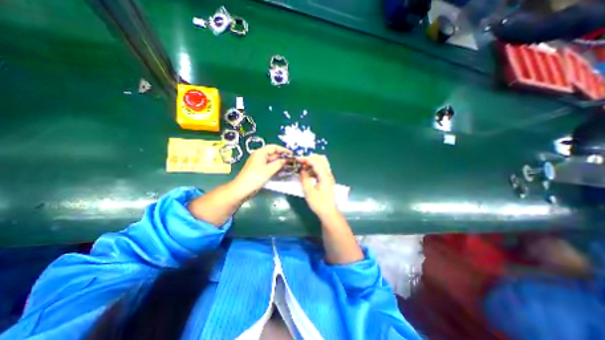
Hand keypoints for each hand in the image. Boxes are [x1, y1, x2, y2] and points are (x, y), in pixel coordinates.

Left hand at [230, 144, 291, 198]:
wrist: (242, 189)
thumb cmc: (255, 178)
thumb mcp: (269, 170)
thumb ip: (278, 164)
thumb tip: (285, 160)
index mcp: (261, 153)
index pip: (274, 147)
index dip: (284, 150)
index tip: (292, 155)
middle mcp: (260, 156)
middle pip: (273, 154)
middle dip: (282, 157)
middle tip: (292, 162)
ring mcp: (259, 163)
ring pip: (272, 161)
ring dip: (280, 163)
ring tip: (289, 166)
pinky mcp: (259, 170)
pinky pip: (269, 166)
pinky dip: (275, 168)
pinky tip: (282, 171)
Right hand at [297, 154, 338, 217]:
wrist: (329, 212)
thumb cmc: (319, 204)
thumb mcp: (309, 192)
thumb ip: (305, 179)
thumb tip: (301, 170)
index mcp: (324, 176)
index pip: (316, 162)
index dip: (306, 159)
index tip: (297, 159)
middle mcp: (328, 173)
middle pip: (321, 159)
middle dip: (310, 158)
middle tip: (300, 162)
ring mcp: (329, 176)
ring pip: (322, 163)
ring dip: (312, 162)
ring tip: (303, 167)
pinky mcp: (327, 179)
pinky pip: (321, 169)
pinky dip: (314, 167)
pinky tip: (308, 173)